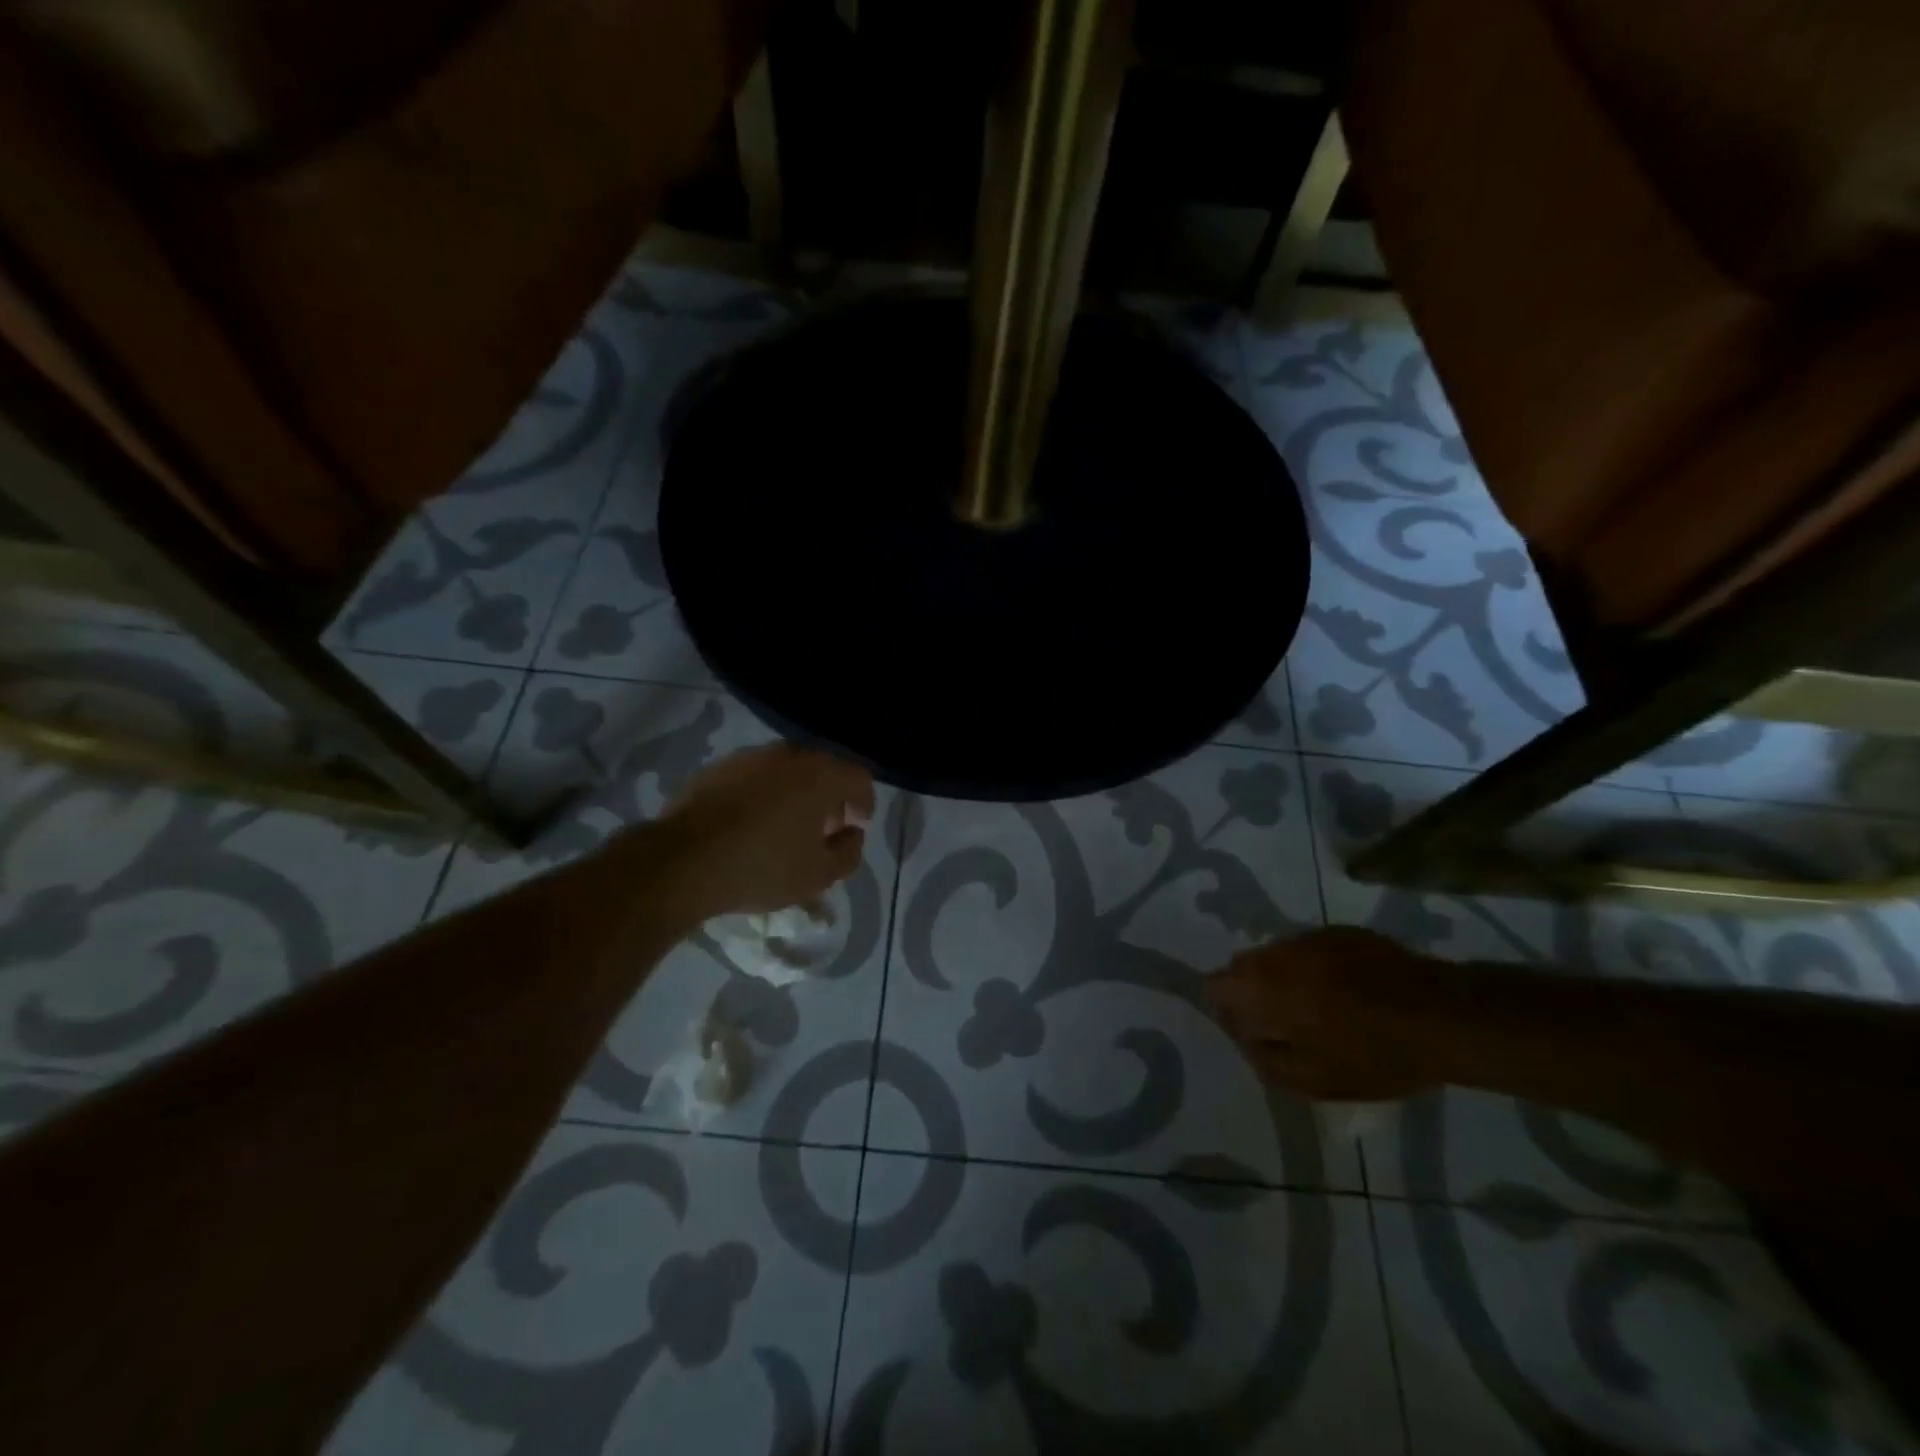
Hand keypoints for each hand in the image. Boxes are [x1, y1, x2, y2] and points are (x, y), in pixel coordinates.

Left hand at [659, 744, 875, 917]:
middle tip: (824, 827)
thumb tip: (852, 834)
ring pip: (787, 770)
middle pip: (823, 769)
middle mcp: (790, 755)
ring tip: (786, 826)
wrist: (684, 860)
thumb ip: (848, 852)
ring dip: (795, 793)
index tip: (857, 824)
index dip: (864, 801)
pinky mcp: (718, 767)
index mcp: (821, 776)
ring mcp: (750, 757)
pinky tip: (751, 822)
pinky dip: (763, 793)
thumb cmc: (763, 867)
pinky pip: (754, 777)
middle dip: (830, 796)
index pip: (858, 778)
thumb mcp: (819, 875)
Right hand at [1205, 928, 1442, 1101]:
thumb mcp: (1311, 1080)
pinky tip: (1348, 992)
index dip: (1226, 1012)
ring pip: (1277, 956)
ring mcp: (1309, 936)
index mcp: (1259, 987)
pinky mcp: (1341, 931)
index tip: (1254, 1034)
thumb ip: (1263, 1059)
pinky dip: (1316, 968)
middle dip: (1254, 993)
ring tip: (1321, 1008)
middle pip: (1243, 967)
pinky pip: (1310, 950)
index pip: (1213, 987)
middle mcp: (1274, 952)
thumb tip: (1244, 1039)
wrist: (1441, 1015)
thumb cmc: (1371, 1054)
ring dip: (1286, 979)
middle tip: (1287, 1025)